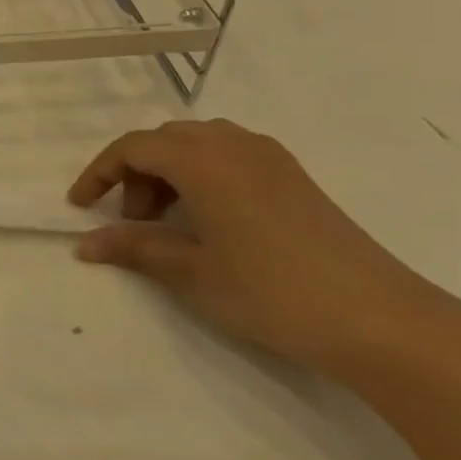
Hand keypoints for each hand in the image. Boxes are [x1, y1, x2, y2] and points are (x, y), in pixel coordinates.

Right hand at [68, 120, 445, 375]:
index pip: (133, 148)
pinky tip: (210, 219)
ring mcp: (271, 159)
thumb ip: (135, 249)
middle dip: (136, 172)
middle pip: (165, 139)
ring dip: (170, 172)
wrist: (381, 320)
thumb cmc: (272, 291)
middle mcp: (235, 146)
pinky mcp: (294, 178)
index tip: (79, 207)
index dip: (99, 173)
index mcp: (204, 162)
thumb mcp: (192, 273)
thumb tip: (86, 244)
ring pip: (199, 144)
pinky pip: (230, 156)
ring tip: (169, 222)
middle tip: (132, 220)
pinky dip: (202, 175)